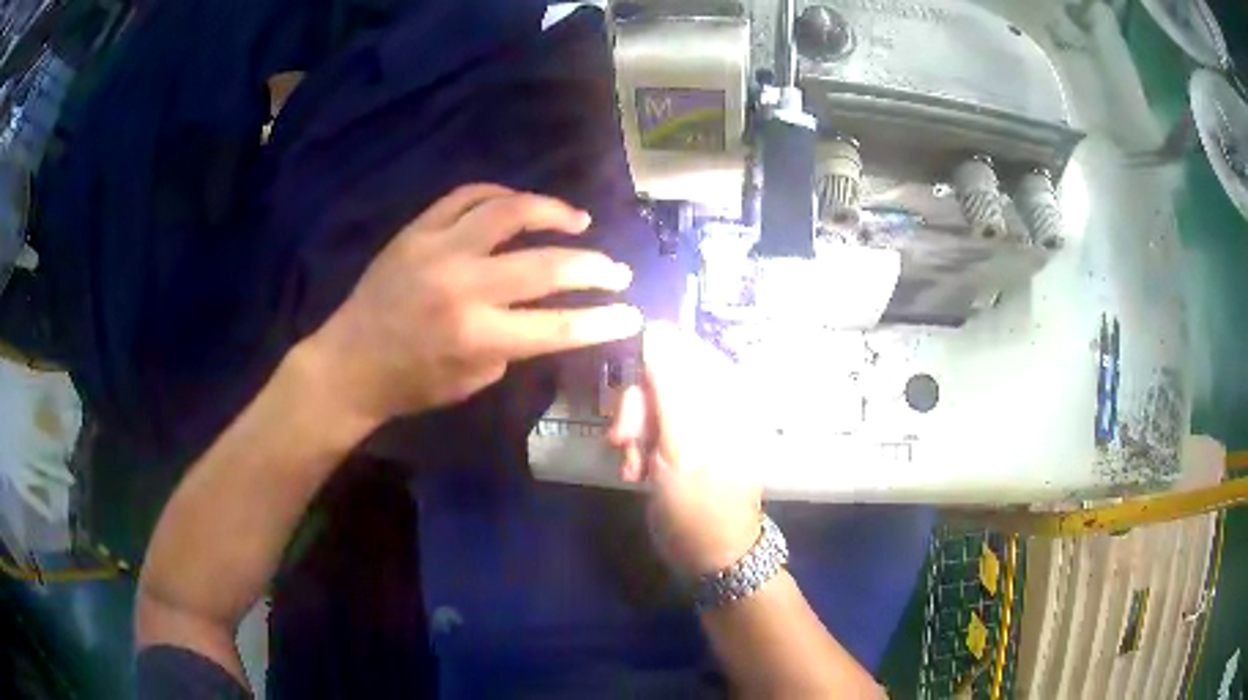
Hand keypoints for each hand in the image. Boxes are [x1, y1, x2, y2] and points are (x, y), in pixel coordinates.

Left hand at [310, 184, 642, 426]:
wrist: (350, 362)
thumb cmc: (411, 384)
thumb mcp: (473, 381)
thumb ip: (512, 345)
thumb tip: (540, 313)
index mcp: (477, 336)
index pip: (559, 326)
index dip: (602, 320)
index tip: (631, 313)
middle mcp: (463, 286)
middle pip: (546, 265)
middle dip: (594, 269)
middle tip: (616, 270)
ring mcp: (438, 249)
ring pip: (509, 212)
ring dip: (553, 212)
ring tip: (578, 219)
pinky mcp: (417, 230)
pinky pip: (465, 196)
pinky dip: (499, 195)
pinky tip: (518, 203)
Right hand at [609, 322, 764, 576]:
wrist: (710, 554)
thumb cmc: (700, 503)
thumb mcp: (680, 444)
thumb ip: (667, 385)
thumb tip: (654, 329)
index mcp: (729, 393)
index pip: (683, 347)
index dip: (647, 362)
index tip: (623, 390)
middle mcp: (717, 400)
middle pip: (662, 373)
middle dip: (635, 405)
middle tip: (621, 437)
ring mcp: (698, 422)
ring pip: (650, 400)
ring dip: (632, 429)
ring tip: (628, 463)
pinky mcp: (681, 442)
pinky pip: (650, 424)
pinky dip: (636, 444)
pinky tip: (632, 470)